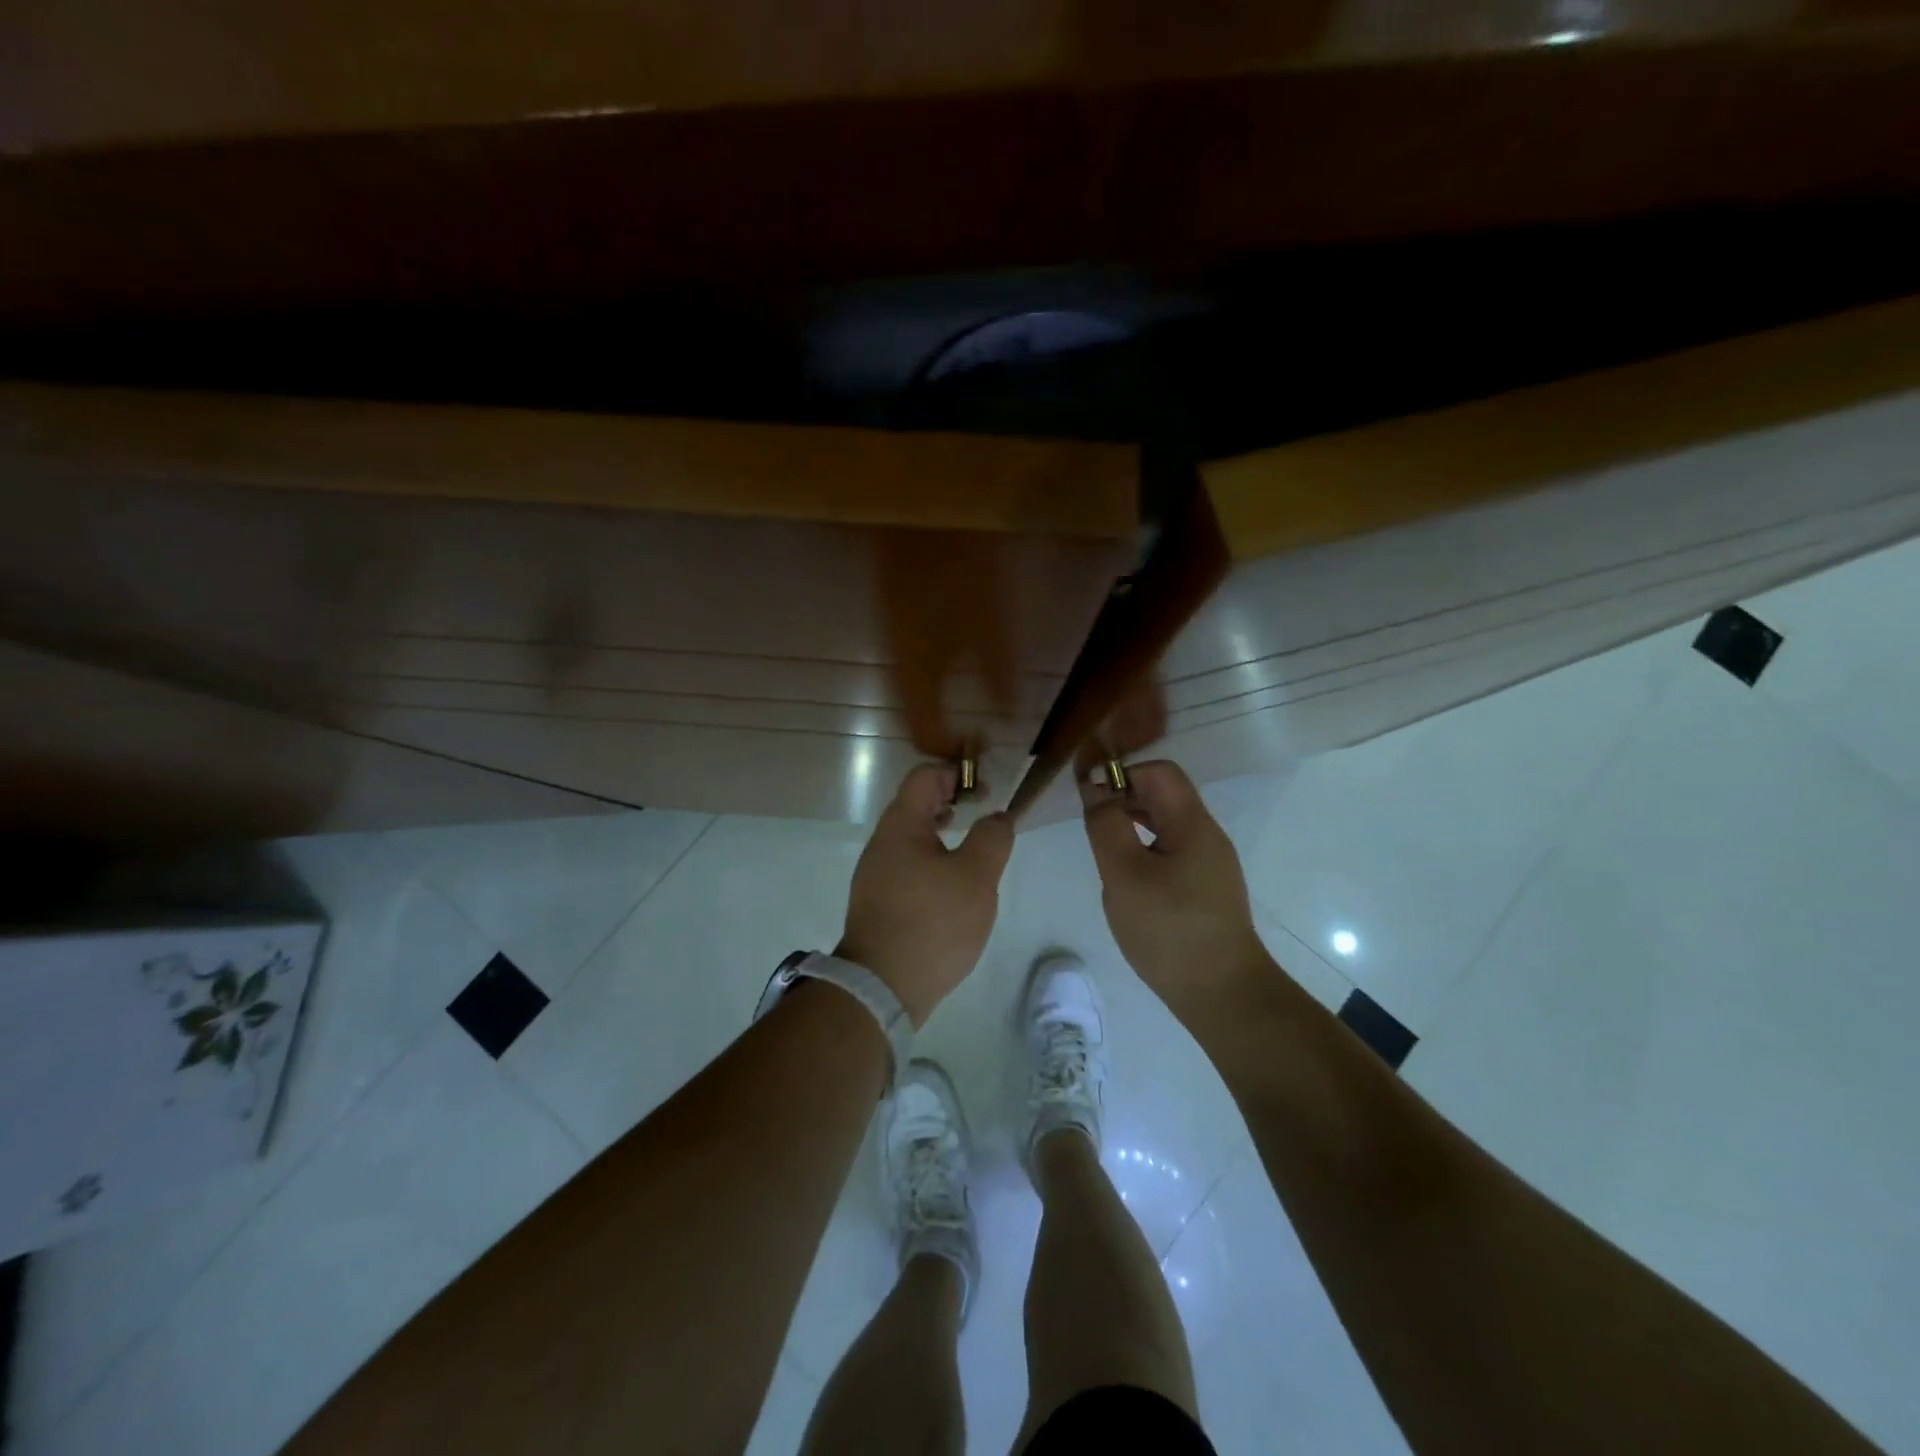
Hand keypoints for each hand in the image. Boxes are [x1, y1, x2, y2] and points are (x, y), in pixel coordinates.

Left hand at [838, 764, 1014, 1028]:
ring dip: (942, 834)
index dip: (957, 775)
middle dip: (951, 803)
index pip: (924, 776)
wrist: (882, 986)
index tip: (985, 795)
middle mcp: (882, 842)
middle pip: (915, 804)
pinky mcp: (877, 901)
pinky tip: (951, 889)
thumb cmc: (933, 922)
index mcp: (901, 825)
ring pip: (911, 837)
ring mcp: (875, 873)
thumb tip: (997, 817)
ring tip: (972, 854)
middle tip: (982, 819)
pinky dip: (931, 861)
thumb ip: (992, 838)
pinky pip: (906, 865)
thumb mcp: (976, 877)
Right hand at [1080, 759, 1269, 1025]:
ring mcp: (1209, 863)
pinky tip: (1126, 876)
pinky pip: (1170, 850)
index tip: (1090, 796)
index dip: (1122, 773)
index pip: (1159, 772)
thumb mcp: (1125, 875)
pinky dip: (1144, 849)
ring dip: (1131, 824)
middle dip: (1124, 797)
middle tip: (1090, 823)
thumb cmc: (1169, 930)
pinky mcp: (1205, 888)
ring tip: (1103, 848)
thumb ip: (1106, 826)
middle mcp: (1206, 836)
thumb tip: (1095, 787)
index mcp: (1192, 824)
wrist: (1222, 994)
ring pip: (1165, 824)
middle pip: (1164, 795)